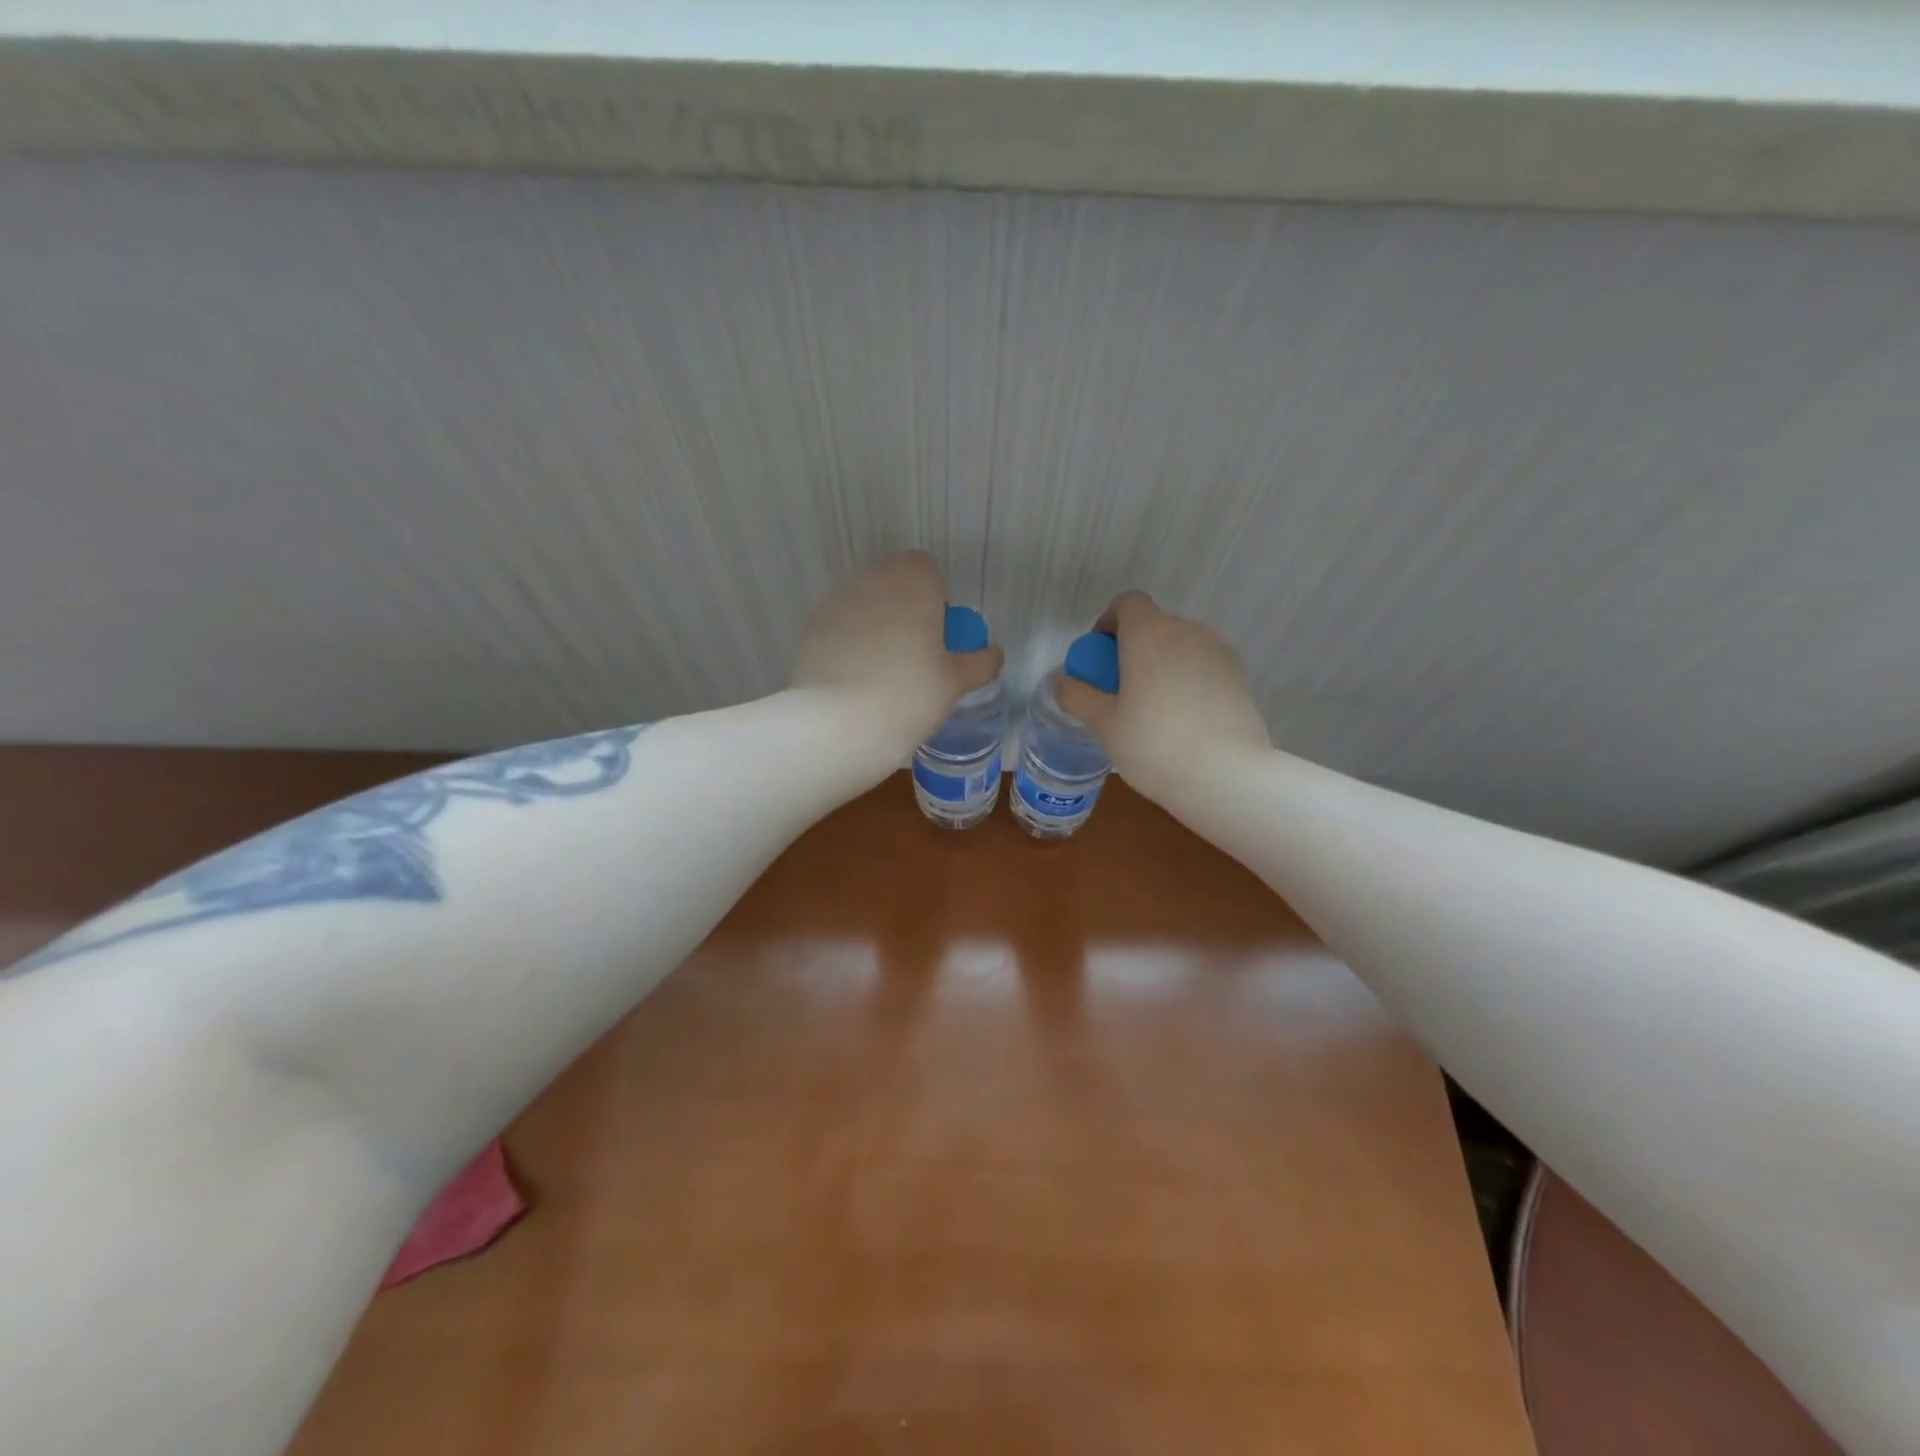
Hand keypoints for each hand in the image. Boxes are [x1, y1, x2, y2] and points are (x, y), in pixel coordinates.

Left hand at [790, 552, 1004, 762]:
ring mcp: (837, 602)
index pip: (927, 569)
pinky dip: (851, 643)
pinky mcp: (812, 628)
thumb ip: (980, 663)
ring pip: (866, 604)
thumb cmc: (909, 694)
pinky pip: (841, 627)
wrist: (838, 723)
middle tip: (916, 655)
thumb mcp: (955, 683)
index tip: (938, 635)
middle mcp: (872, 580)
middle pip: (894, 584)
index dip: (936, 598)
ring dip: (878, 625)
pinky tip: (856, 679)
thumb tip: (993, 654)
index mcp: (913, 582)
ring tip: (884, 671)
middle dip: (906, 609)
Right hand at [1056, 590, 1270, 804]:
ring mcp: (1219, 651)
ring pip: (1181, 646)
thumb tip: (1061, 680)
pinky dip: (1188, 679)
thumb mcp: (1104, 724)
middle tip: (1120, 690)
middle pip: (1154, 625)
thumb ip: (1078, 695)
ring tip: (1153, 708)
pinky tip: (1183, 719)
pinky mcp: (1240, 676)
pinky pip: (1203, 665)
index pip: (1128, 602)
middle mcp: (1187, 631)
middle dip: (1133, 648)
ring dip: (1162, 663)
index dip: (1109, 621)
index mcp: (1150, 634)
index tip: (1099, 656)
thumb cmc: (1154, 745)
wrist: (1226, 776)